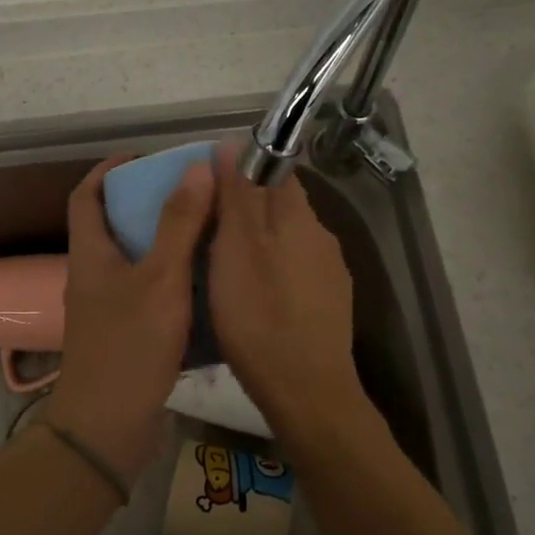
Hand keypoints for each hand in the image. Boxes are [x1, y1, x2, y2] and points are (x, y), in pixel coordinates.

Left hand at [47, 155, 215, 484]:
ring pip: (134, 260)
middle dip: (147, 203)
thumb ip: (179, 224)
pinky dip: (171, 278)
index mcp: (90, 255)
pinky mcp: (125, 334)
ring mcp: (107, 308)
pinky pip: (147, 291)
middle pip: (113, 225)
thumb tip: (196, 168)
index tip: (144, 157)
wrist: (109, 428)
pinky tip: (204, 281)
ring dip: (164, 241)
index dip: (109, 170)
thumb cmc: (130, 346)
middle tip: (191, 193)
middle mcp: (93, 276)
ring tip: (206, 229)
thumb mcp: (161, 279)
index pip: (87, 196)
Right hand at [208, 149, 370, 439]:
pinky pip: (294, 273)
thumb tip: (231, 143)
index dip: (241, 170)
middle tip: (205, 231)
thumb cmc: (260, 315)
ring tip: (221, 267)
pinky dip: (272, 274)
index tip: (208, 188)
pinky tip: (252, 299)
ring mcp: (330, 274)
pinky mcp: (328, 306)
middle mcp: (322, 237)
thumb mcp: (235, 249)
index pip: (275, 170)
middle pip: (280, 207)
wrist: (306, 391)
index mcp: (300, 217)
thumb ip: (236, 196)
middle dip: (246, 211)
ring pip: (287, 243)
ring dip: (258, 245)